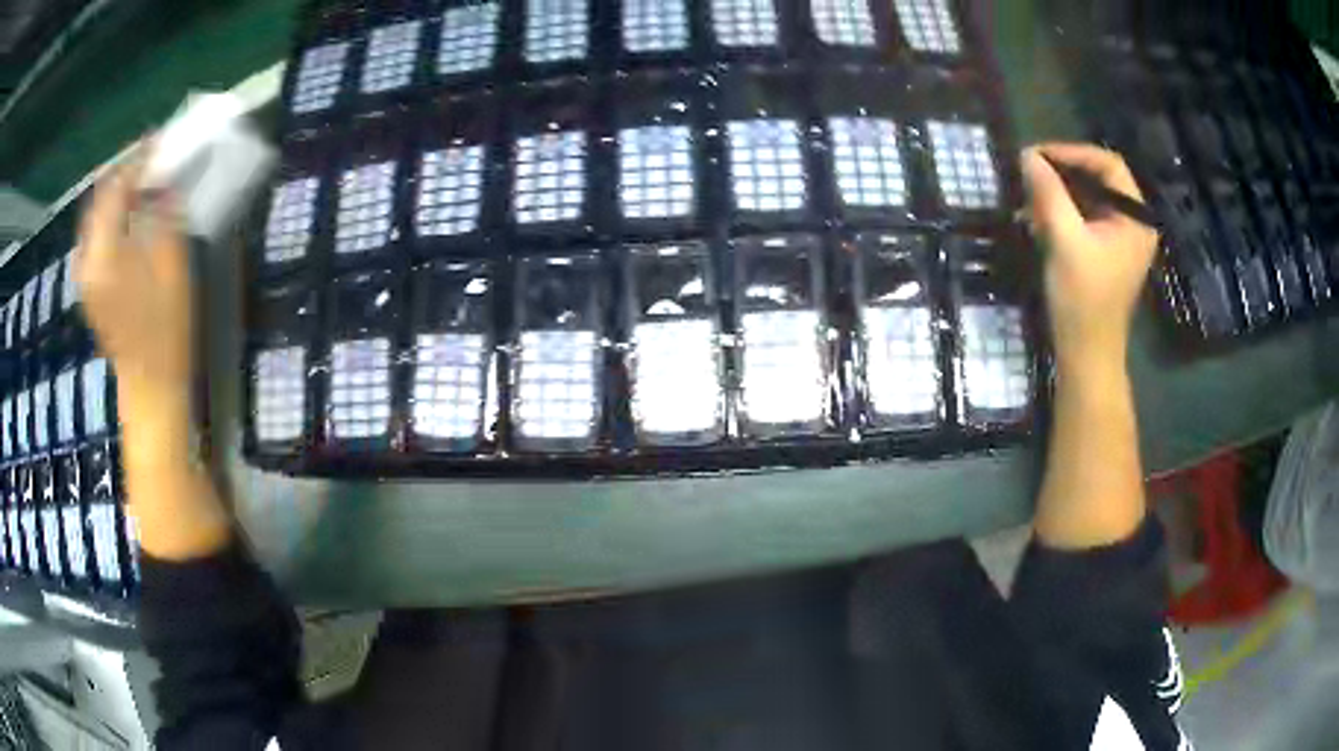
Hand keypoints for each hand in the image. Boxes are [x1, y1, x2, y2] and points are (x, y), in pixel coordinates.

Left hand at [76, 148, 192, 396]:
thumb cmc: (167, 331)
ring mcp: (85, 276)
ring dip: (113, 196)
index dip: (138, 160)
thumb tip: (163, 180)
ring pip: (93, 218)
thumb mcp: (173, 267)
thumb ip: (164, 216)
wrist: (150, 388)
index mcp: (105, 254)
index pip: (116, 188)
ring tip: (137, 184)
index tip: (158, 141)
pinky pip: (91, 238)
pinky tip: (122, 218)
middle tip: (148, 160)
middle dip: (122, 174)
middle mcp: (87, 260)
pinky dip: (106, 219)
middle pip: (99, 200)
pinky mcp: (88, 288)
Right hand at [1020, 143, 1158, 369]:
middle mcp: (1133, 222)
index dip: (1073, 152)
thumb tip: (1027, 155)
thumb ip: (1049, 193)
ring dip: (1058, 192)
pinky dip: (1061, 211)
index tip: (1038, 155)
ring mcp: (1121, 238)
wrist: (1086, 354)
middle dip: (1063, 173)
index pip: (1108, 164)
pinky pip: (1084, 217)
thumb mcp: (1065, 240)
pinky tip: (1036, 217)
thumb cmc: (1083, 299)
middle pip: (1098, 178)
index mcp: (1136, 217)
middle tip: (1029, 172)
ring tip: (1028, 195)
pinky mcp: (1106, 251)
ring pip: (1088, 197)